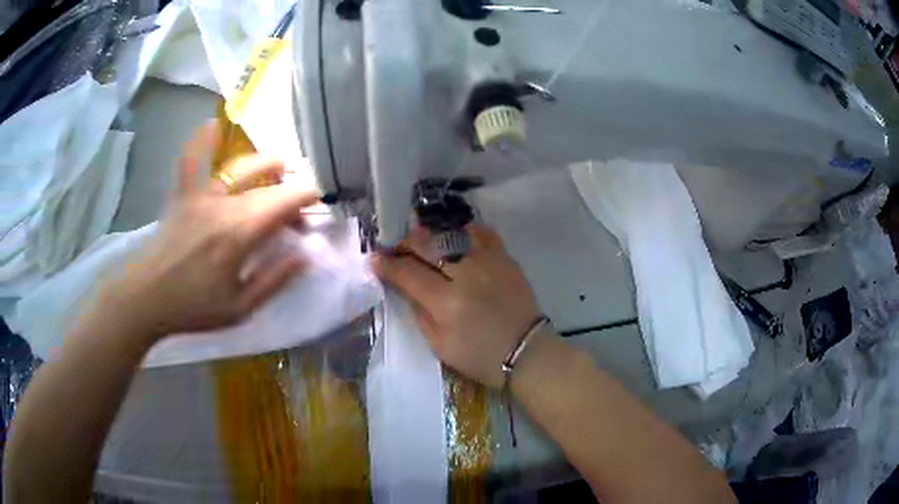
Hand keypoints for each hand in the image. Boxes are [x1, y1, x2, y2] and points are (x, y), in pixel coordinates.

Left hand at [103, 123, 319, 339]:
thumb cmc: (193, 308)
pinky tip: (211, 124)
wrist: (146, 297)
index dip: (307, 196)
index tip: (320, 201)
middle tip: (297, 216)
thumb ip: (274, 280)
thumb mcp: (240, 308)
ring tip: (280, 164)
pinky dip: (200, 142)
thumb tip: (305, 255)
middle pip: (267, 187)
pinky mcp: (183, 195)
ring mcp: (201, 196)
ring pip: (240, 168)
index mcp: (239, 233)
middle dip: (290, 194)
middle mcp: (223, 205)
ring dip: (265, 162)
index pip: (284, 202)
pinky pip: (192, 162)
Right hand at [372, 224, 541, 388]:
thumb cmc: (479, 357)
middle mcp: (466, 274)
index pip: (408, 273)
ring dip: (432, 234)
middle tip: (397, 247)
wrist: (525, 352)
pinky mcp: (505, 258)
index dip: (388, 265)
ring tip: (423, 239)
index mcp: (446, 302)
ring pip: (452, 234)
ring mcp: (488, 262)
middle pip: (428, 245)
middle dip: (405, 243)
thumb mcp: (439, 346)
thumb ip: (419, 313)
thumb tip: (406, 287)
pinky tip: (456, 236)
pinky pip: (483, 233)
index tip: (376, 259)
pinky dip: (465, 231)